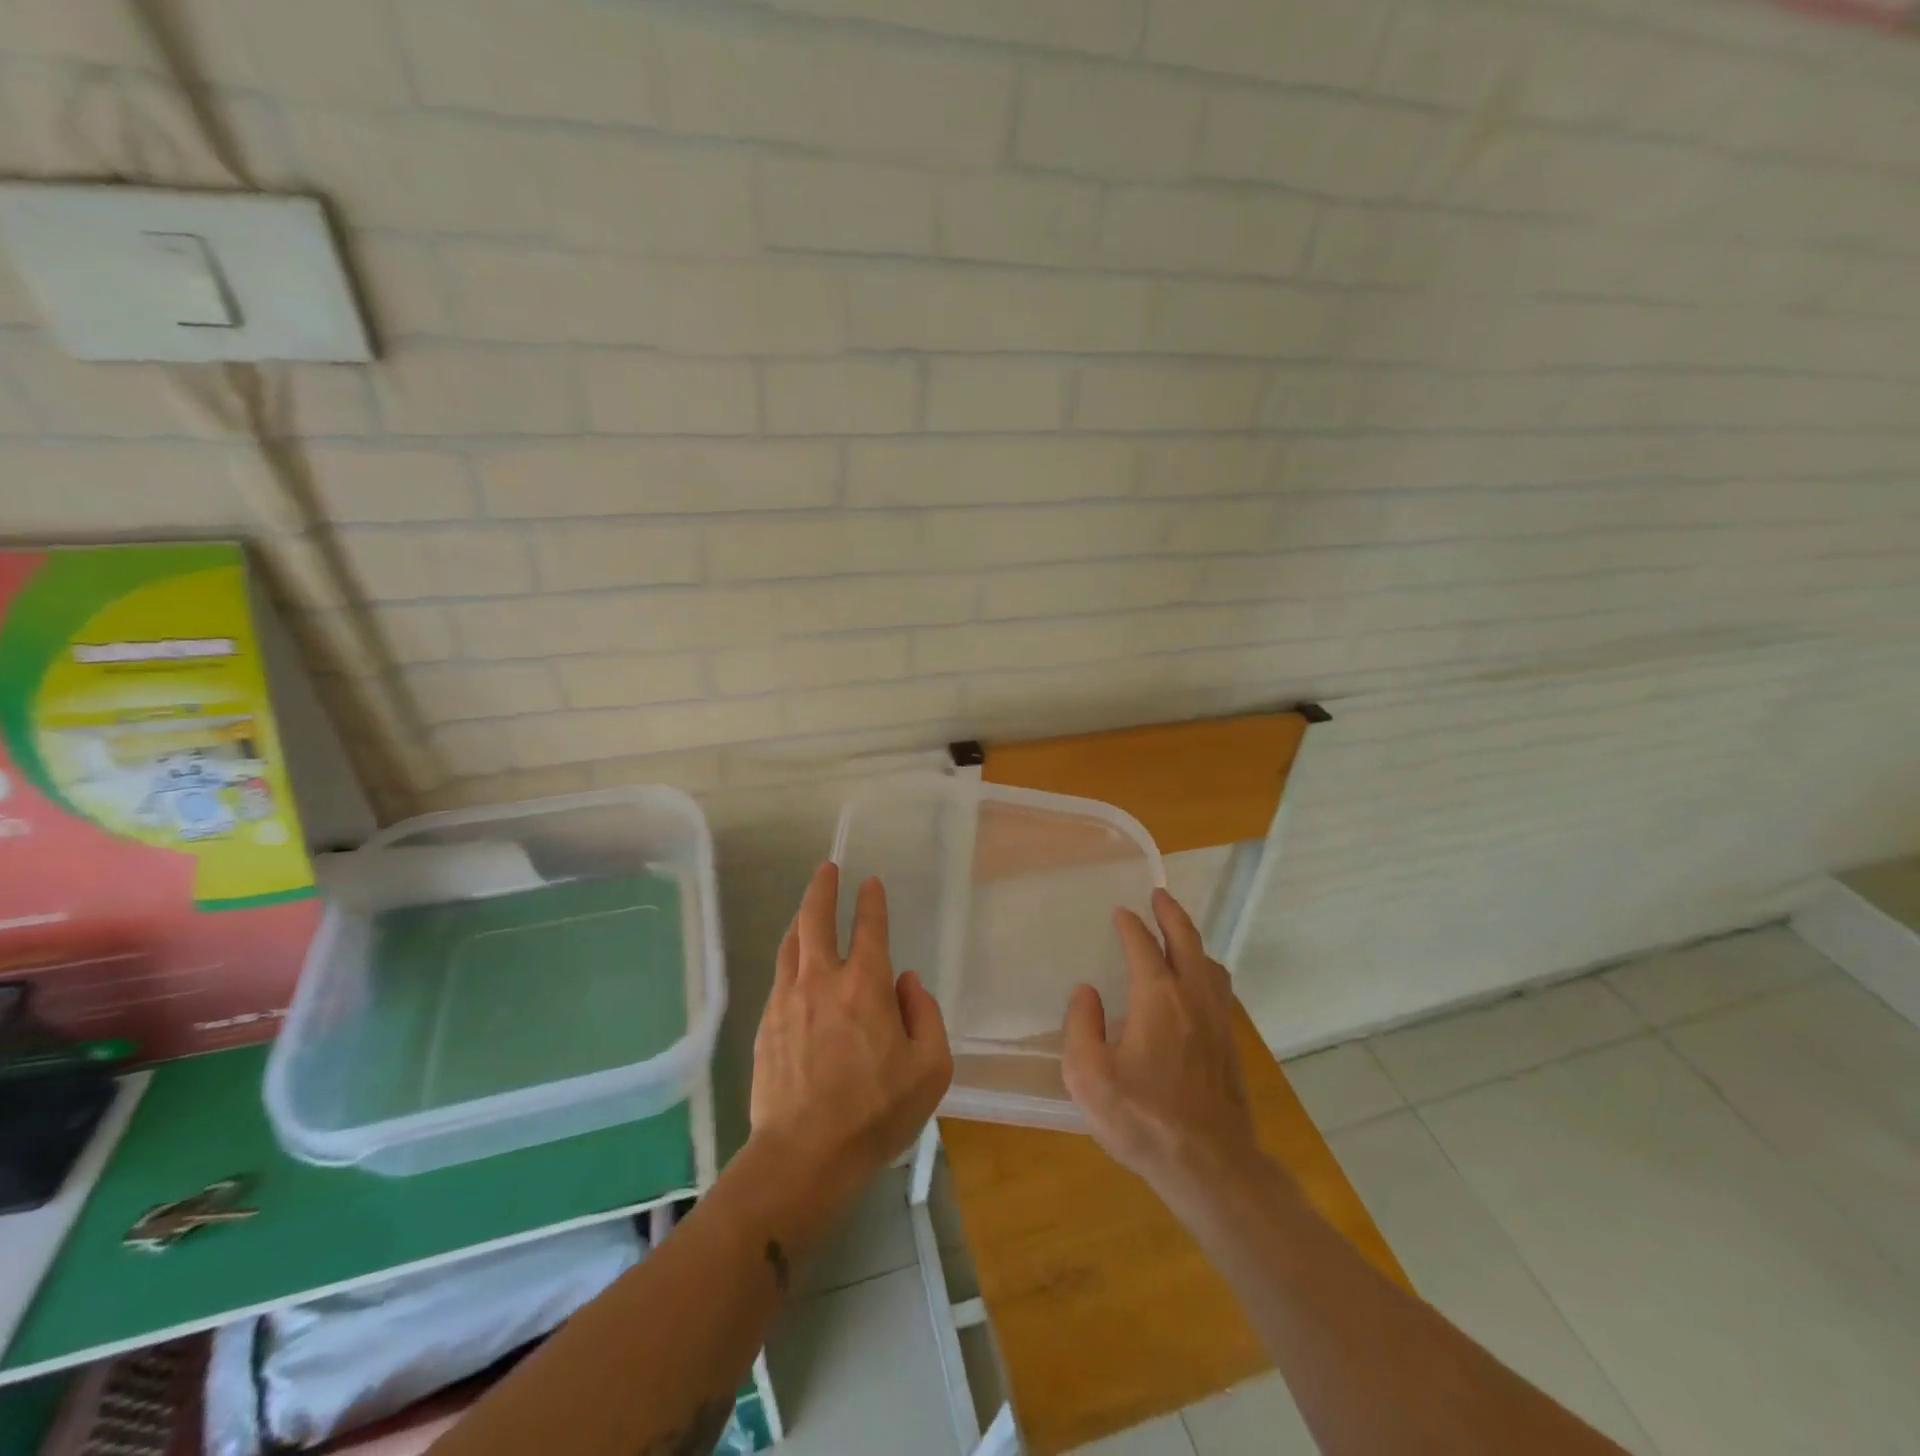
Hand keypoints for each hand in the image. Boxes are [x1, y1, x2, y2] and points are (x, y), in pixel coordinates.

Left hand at [750, 862, 952, 1195]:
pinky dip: (790, 956)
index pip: (869, 928)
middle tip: (827, 869)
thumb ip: (925, 1015)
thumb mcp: (929, 1069)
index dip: (871, 901)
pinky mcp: (766, 1024)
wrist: (803, 1156)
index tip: (871, 883)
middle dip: (822, 888)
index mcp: (865, 986)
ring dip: (801, 919)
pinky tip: (794, 962)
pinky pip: (779, 975)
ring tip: (807, 908)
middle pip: (815, 919)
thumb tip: (906, 982)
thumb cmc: (875, 1114)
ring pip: (790, 944)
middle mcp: (822, 981)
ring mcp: (788, 1001)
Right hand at [1062, 889, 1259, 1197]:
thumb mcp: (1089, 1076)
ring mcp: (1218, 1021)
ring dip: (1193, 941)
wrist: (1211, 1166)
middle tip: (1160, 895)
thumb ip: (1081, 1026)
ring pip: (1209, 964)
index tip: (1120, 913)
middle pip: (1186, 941)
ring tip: (1180, 935)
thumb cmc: (1143, 1119)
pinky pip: (1220, 989)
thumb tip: (1086, 992)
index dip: (1130, 926)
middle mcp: (1193, 998)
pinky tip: (1199, 985)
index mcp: (1158, 998)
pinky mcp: (1230, 1045)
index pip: (1143, 946)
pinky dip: (1206, 970)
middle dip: (1171, 914)